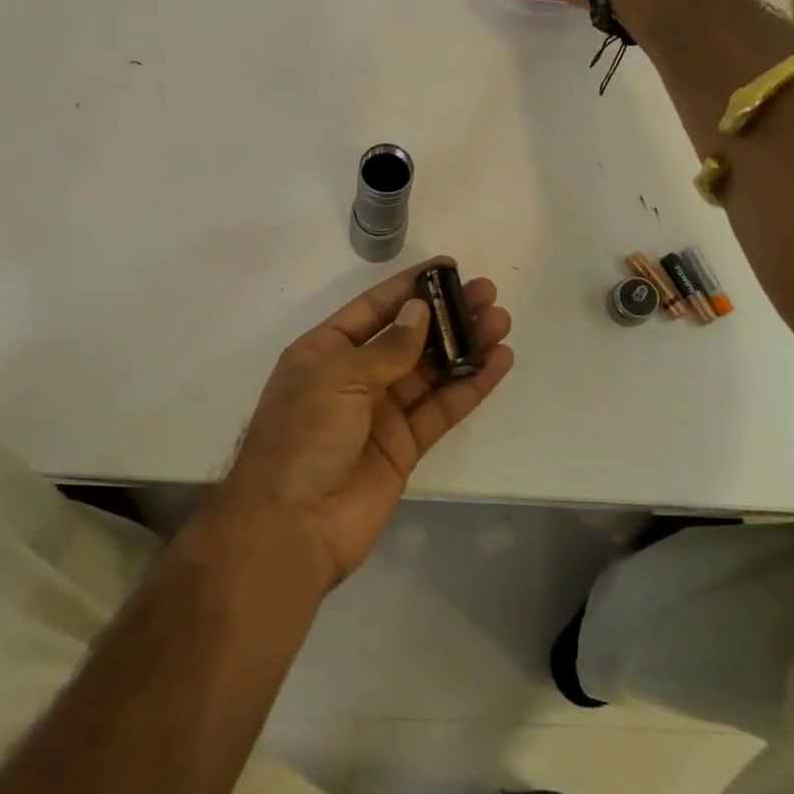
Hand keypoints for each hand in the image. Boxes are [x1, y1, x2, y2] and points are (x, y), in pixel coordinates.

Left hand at [205, 260, 513, 590]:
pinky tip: (499, 363)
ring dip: (465, 346)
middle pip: (408, 337)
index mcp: (324, 352)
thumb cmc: (303, 436)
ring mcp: (380, 413)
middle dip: (446, 315)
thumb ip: (387, 347)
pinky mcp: (405, 446)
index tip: (447, 268)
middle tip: (486, 293)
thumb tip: (420, 311)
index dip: (409, 288)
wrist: (293, 525)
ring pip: (430, 371)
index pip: (373, 309)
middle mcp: (353, 377)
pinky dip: (470, 386)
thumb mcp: (338, 377)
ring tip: (501, 321)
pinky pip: (442, 409)